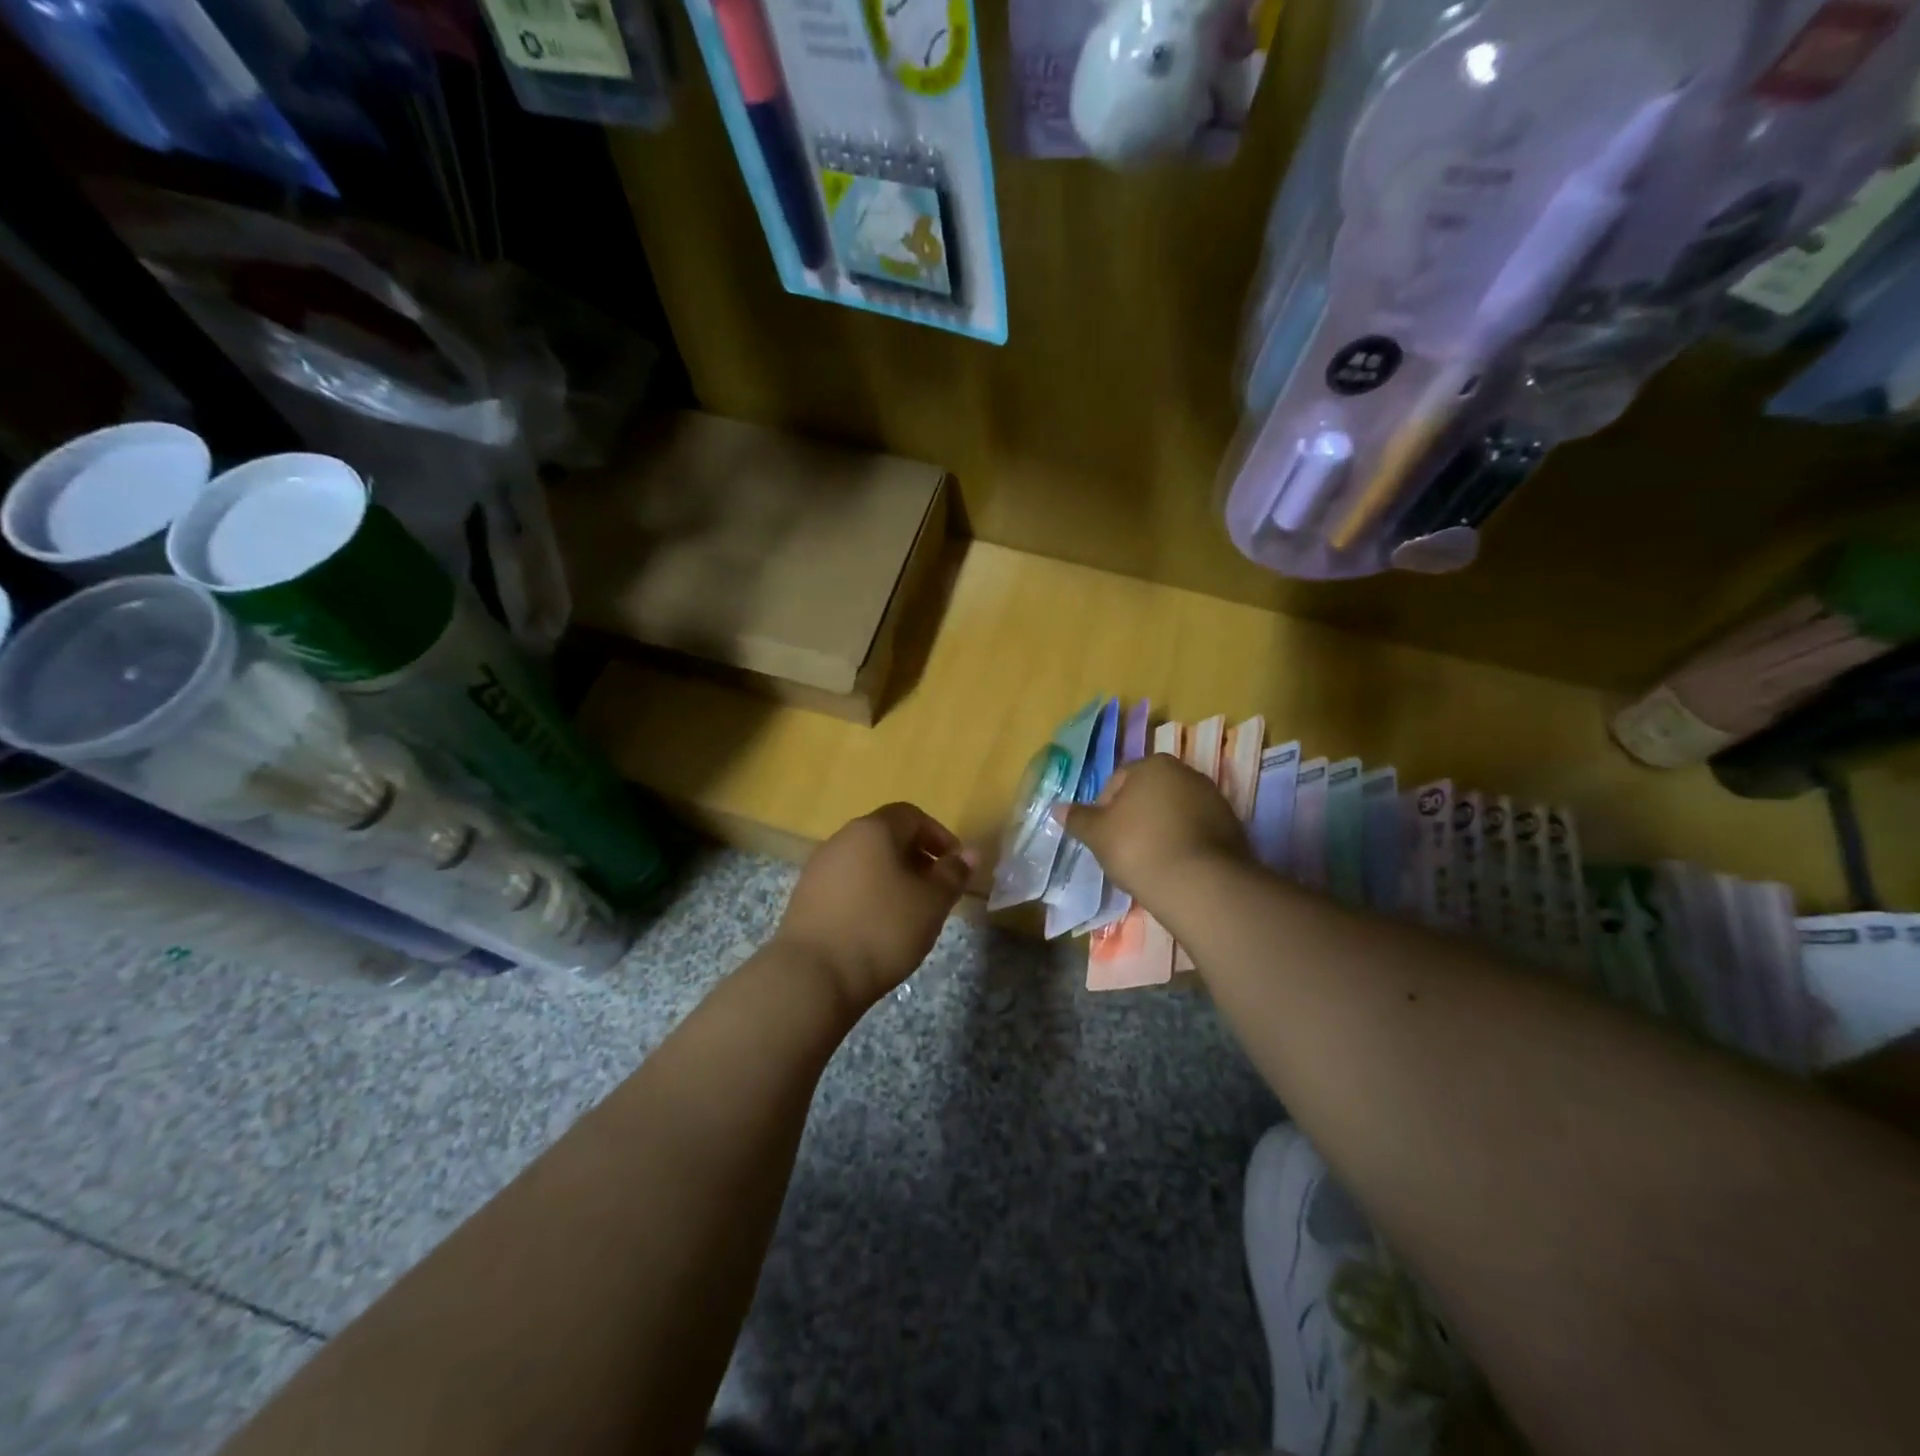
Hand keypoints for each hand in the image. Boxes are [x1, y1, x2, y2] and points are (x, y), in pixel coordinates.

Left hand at [773, 803, 973, 1009]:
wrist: (813, 976)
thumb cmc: (882, 930)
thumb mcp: (931, 903)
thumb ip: (953, 874)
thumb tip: (970, 853)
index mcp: (873, 830)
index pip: (911, 815)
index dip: (939, 836)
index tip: (954, 866)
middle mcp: (841, 839)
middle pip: (885, 836)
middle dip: (915, 857)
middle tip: (935, 890)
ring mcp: (818, 868)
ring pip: (864, 861)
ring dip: (890, 877)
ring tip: (908, 912)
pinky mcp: (804, 897)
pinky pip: (845, 884)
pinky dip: (866, 894)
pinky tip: (876, 927)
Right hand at [1062, 752, 1249, 908]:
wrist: (1200, 883)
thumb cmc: (1139, 848)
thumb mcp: (1098, 834)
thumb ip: (1078, 819)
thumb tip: (1057, 808)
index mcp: (1153, 765)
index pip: (1117, 781)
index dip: (1105, 810)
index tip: (1103, 838)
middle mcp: (1187, 772)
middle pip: (1149, 794)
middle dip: (1135, 817)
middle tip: (1124, 850)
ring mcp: (1214, 798)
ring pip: (1175, 812)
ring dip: (1161, 829)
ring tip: (1151, 862)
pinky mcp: (1232, 826)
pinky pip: (1197, 830)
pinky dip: (1184, 843)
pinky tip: (1175, 867)